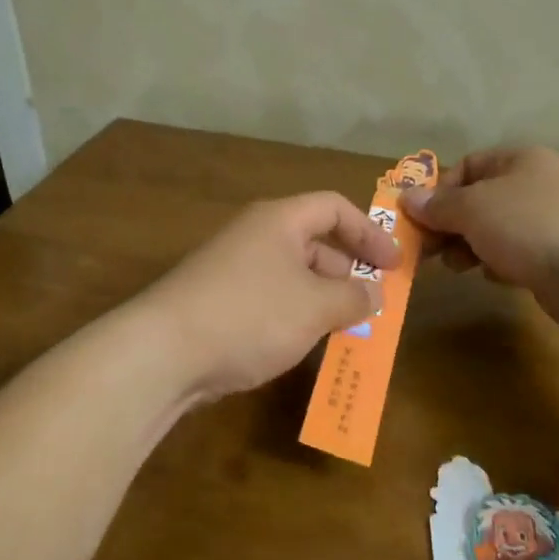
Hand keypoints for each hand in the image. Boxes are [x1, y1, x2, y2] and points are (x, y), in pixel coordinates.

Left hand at [141, 192, 400, 402]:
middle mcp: (254, 236)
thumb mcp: (315, 307)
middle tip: (373, 303)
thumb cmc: (251, 315)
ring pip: (291, 275)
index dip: (369, 233)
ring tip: (346, 330)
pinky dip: (294, 316)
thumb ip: (354, 297)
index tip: (394, 265)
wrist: (164, 352)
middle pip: (313, 241)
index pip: (334, 207)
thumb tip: (375, 293)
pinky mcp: (217, 302)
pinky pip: (269, 299)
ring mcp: (232, 269)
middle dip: (347, 271)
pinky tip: (303, 344)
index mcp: (279, 221)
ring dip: (322, 298)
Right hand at [400, 147, 558, 332]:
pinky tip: (493, 276)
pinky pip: (517, 254)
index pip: (468, 166)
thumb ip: (438, 205)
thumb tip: (407, 198)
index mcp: (519, 160)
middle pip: (480, 200)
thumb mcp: (473, 208)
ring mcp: (551, 221)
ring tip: (457, 266)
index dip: (440, 191)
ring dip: (471, 246)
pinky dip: (499, 264)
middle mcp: (537, 184)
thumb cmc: (530, 224)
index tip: (421, 220)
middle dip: (451, 224)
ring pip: (497, 230)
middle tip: (429, 250)